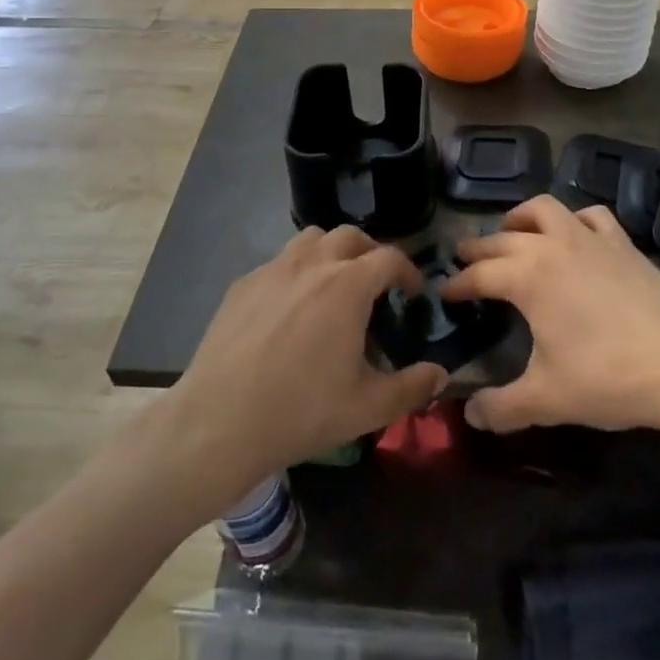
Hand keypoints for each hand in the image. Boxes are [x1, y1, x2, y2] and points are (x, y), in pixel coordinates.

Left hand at [169, 226, 446, 493]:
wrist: (218, 423)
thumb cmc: (301, 411)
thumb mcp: (366, 408)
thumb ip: (411, 387)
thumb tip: (441, 373)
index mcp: (348, 285)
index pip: (389, 257)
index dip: (408, 271)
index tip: (412, 292)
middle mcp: (312, 264)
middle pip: (351, 236)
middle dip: (371, 252)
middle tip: (377, 283)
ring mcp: (273, 270)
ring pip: (311, 239)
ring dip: (331, 252)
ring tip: (334, 284)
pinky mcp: (242, 284)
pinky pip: (278, 263)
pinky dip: (296, 272)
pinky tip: (290, 308)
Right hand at [442, 195, 659, 435]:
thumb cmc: (609, 378)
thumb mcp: (547, 400)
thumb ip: (501, 407)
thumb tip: (469, 414)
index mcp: (527, 277)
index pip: (479, 274)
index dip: (457, 284)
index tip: (444, 293)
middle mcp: (552, 245)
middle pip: (503, 238)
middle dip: (478, 248)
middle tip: (464, 260)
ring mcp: (590, 238)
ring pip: (544, 209)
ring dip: (520, 219)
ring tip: (511, 234)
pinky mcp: (622, 243)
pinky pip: (590, 215)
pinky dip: (573, 220)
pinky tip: (574, 235)